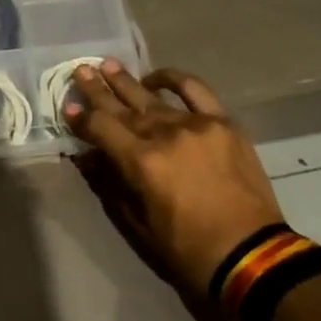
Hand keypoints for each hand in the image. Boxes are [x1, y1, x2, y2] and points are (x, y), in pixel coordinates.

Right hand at [65, 61, 282, 299]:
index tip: (68, 108)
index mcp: (141, 162)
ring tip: (109, 65)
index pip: (101, 128)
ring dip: (127, 81)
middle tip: (80, 71)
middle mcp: (165, 134)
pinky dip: (174, 80)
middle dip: (97, 89)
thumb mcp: (138, 223)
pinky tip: (157, 78)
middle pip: (122, 105)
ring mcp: (196, 124)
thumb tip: (89, 156)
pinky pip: (195, 90)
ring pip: (152, 96)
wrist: (252, 255)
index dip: (81, 118)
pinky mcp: (223, 123)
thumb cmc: (188, 250)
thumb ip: (112, 184)